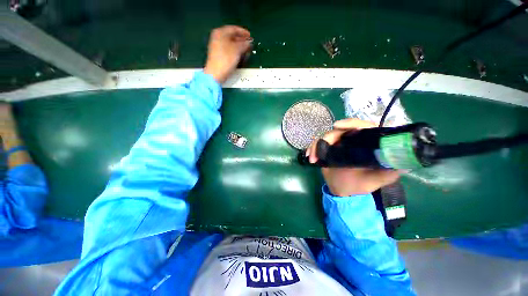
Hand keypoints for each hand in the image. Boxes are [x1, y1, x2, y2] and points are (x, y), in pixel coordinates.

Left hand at [204, 25, 251, 83]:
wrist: (216, 73)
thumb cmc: (226, 59)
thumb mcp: (237, 50)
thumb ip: (244, 44)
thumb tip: (249, 42)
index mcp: (220, 32)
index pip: (234, 29)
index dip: (243, 32)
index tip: (250, 36)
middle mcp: (217, 37)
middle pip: (231, 36)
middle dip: (241, 40)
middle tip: (249, 44)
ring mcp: (217, 46)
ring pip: (230, 43)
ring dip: (239, 46)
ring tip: (246, 50)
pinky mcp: (218, 54)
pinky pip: (228, 49)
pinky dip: (235, 51)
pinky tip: (240, 55)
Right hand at [306, 118, 400, 195]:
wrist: (342, 191)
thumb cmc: (360, 185)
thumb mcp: (376, 180)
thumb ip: (389, 172)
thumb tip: (405, 162)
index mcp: (366, 144)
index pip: (362, 127)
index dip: (350, 123)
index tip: (338, 126)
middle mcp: (352, 141)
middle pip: (339, 131)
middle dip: (328, 137)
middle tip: (321, 146)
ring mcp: (338, 144)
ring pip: (325, 136)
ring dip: (317, 145)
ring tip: (312, 157)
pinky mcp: (327, 149)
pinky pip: (317, 144)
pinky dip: (312, 148)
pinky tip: (309, 156)